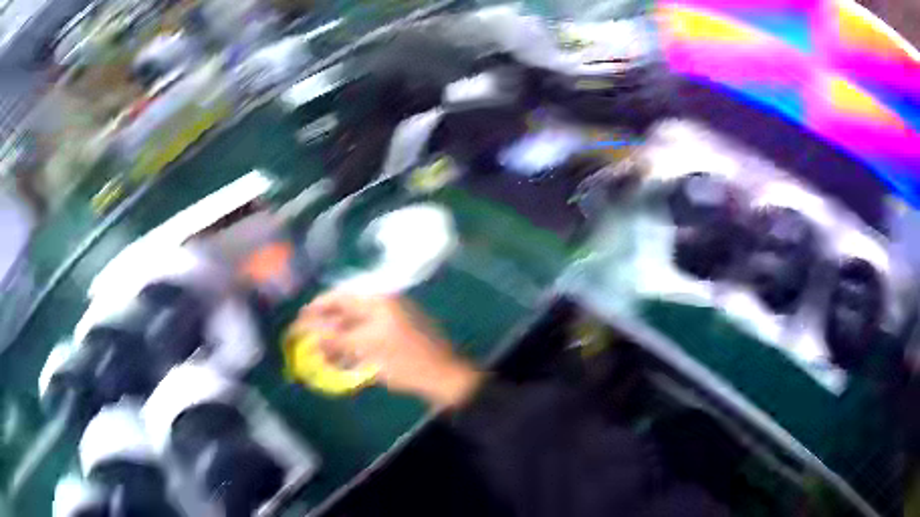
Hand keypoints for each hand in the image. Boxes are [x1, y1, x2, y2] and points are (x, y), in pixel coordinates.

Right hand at [296, 292, 483, 407]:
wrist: (443, 377)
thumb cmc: (405, 361)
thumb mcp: (367, 349)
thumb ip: (336, 339)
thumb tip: (308, 332)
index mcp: (378, 301)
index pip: (340, 297)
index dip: (317, 306)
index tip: (300, 319)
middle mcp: (383, 304)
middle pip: (346, 309)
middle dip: (325, 323)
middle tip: (306, 337)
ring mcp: (391, 319)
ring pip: (355, 323)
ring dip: (337, 335)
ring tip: (320, 350)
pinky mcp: (395, 335)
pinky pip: (366, 335)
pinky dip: (352, 344)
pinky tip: (340, 357)